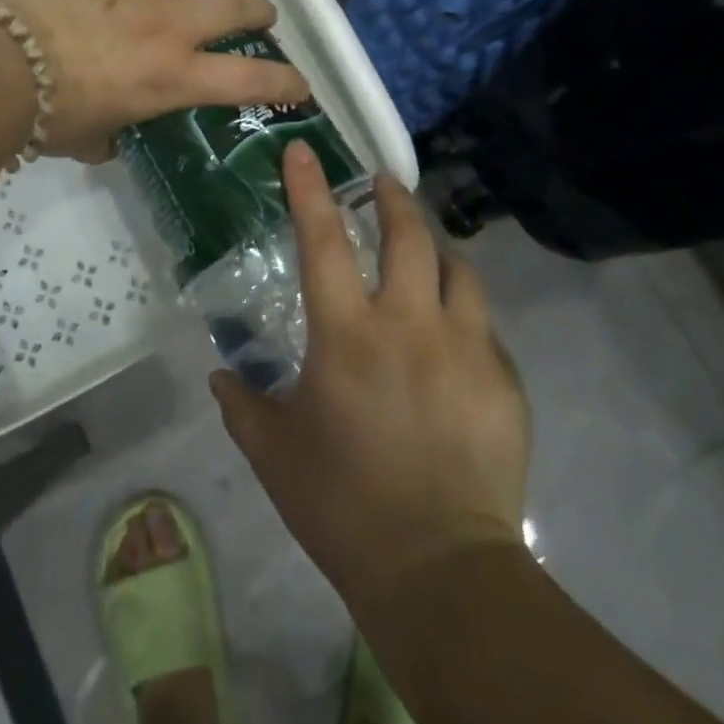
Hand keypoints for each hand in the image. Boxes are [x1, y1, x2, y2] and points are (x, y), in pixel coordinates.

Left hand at [0, 0, 310, 161]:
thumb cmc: (49, 114)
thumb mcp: (93, 138)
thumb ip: (114, 136)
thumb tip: (112, 137)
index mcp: (173, 76)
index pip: (247, 81)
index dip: (283, 82)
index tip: (301, 84)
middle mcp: (170, 25)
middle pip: (233, 7)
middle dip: (258, 12)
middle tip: (263, 14)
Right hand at [210, 142, 529, 611]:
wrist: (441, 574)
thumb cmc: (343, 506)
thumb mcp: (274, 454)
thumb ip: (242, 406)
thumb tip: (220, 377)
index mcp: (347, 336)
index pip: (323, 240)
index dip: (310, 189)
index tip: (304, 150)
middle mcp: (410, 326)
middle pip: (408, 236)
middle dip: (393, 199)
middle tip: (382, 184)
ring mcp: (465, 349)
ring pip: (459, 270)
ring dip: (438, 250)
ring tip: (426, 251)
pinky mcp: (503, 382)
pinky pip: (483, 326)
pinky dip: (464, 314)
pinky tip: (453, 337)